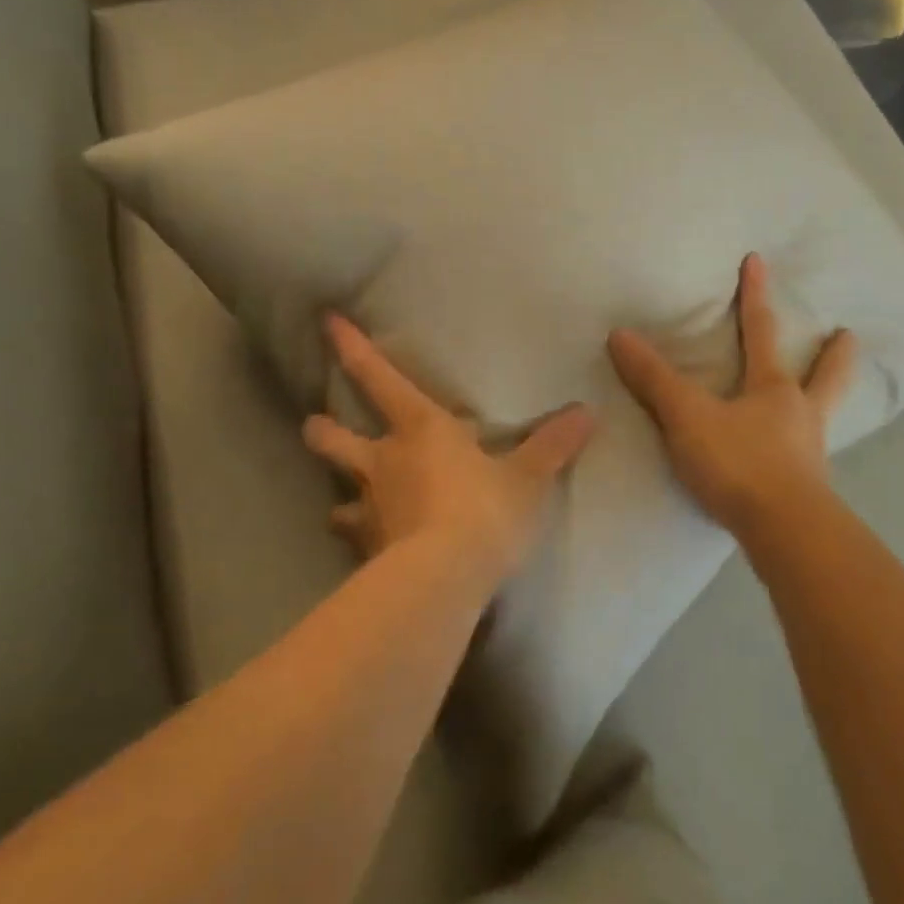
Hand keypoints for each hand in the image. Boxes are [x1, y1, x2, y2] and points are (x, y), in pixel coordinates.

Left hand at [302, 315, 595, 592]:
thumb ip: (554, 445)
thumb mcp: (529, 477)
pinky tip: (370, 550)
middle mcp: (384, 461)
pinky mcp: (367, 552)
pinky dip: (360, 541)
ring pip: (337, 495)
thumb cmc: (486, 511)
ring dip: (340, 496)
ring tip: (343, 505)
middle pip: (335, 437)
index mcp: (421, 428)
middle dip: (322, 429)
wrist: (445, 580)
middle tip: (315, 425)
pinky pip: (356, 541)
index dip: (352, 348)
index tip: (327, 322)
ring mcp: (370, 508)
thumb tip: (588, 412)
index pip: (379, 378)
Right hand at [607, 253, 857, 541]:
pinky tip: (799, 457)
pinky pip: (809, 457)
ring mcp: (810, 453)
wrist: (785, 534)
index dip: (755, 295)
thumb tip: (620, 335)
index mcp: (773, 389)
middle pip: (825, 376)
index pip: (762, 331)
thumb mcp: (687, 418)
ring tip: (826, 396)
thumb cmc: (739, 463)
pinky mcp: (808, 490)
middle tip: (849, 335)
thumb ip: (654, 379)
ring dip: (828, 398)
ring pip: (824, 416)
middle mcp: (800, 415)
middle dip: (833, 355)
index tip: (757, 261)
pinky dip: (807, 446)